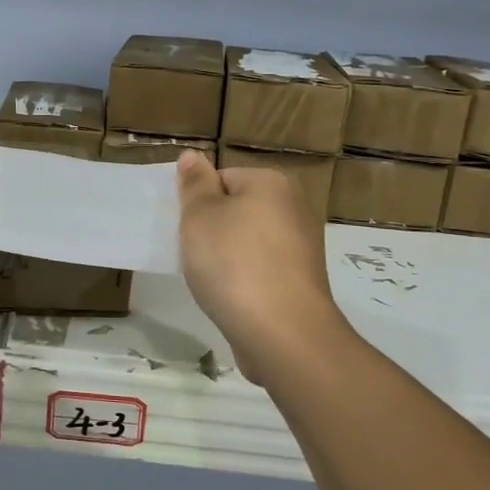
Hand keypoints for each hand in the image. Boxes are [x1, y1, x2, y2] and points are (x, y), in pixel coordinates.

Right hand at [175, 149, 343, 386]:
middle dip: (213, 230)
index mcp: (272, 183)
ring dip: (227, 258)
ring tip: (212, 281)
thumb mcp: (200, 216)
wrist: (282, 333)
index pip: (222, 178)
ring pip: (248, 242)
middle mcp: (294, 208)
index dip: (198, 203)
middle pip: (237, 209)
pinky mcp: (301, 283)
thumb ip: (195, 183)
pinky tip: (232, 298)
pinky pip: (261, 270)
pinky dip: (244, 280)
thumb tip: (193, 155)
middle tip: (195, 254)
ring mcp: (302, 248)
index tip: (187, 229)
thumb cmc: (233, 263)